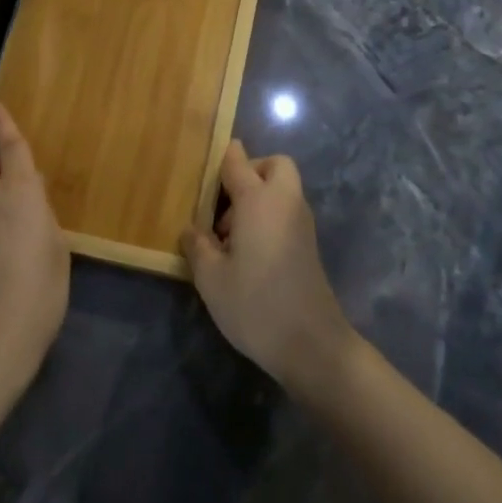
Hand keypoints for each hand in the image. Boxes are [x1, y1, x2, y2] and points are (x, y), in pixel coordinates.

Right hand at [180, 141, 358, 399]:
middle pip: (273, 165)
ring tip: (228, 236)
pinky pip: (286, 211)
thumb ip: (197, 246)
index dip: (220, 159)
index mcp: (258, 200)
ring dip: (258, 197)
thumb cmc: (254, 304)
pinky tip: (247, 252)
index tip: (201, 170)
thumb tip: (191, 230)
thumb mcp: (211, 278)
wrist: (310, 343)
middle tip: (223, 204)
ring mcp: (301, 222)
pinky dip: (269, 216)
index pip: (237, 161)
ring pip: (282, 188)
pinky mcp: (308, 244)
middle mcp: (284, 202)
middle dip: (249, 172)